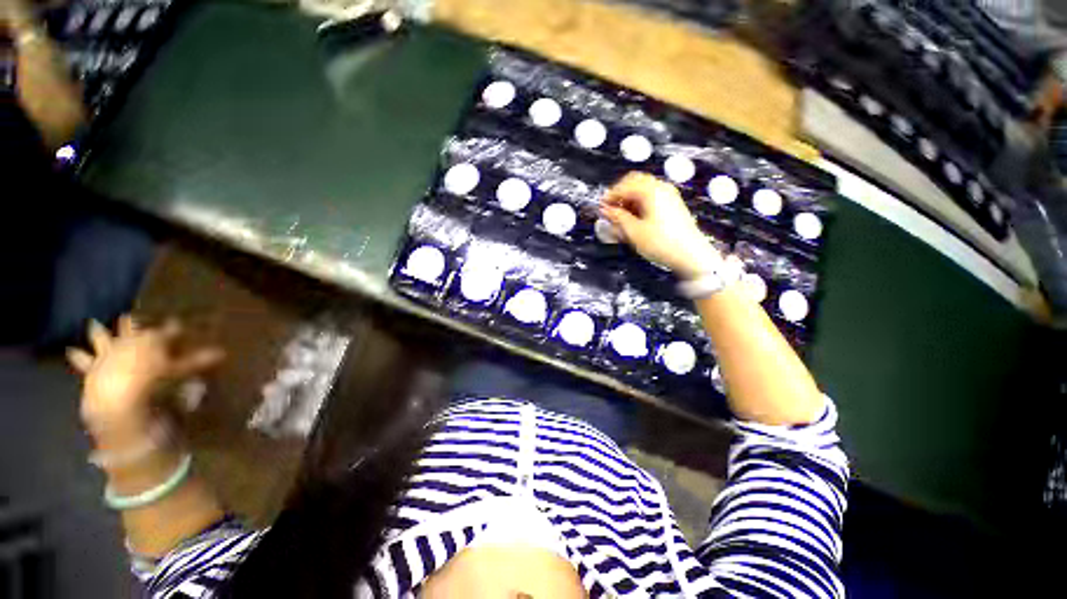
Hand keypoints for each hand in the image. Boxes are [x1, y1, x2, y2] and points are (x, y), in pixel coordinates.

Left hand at [67, 316, 224, 431]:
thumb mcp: (181, 373)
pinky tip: (72, 350)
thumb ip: (198, 361)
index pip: (166, 330)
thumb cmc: (153, 383)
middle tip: (130, 315)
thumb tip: (223, 351)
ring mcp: (107, 353)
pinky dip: (78, 355)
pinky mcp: (92, 367)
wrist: (117, 399)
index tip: (177, 321)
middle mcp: (128, 341)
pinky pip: (83, 360)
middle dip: (131, 322)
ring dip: (98, 331)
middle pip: (130, 327)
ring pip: (101, 337)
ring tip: (93, 323)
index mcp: (151, 341)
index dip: (173, 327)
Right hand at [600, 172, 721, 279]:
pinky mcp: (672, 205)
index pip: (624, 185)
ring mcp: (669, 196)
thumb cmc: (663, 243)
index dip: (610, 196)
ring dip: (629, 200)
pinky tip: (634, 219)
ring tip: (620, 217)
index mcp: (651, 191)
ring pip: (643, 190)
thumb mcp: (634, 232)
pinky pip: (651, 197)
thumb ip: (617, 218)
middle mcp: (661, 188)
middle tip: (610, 211)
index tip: (601, 208)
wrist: (691, 255)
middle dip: (620, 195)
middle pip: (634, 182)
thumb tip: (606, 210)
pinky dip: (639, 204)